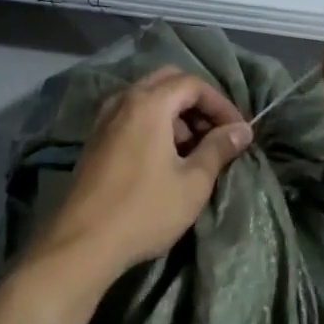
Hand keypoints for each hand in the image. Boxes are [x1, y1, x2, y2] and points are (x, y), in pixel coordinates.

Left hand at [26, 67, 251, 286]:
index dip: (220, 103)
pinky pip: (132, 114)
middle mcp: (124, 99)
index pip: (192, 84)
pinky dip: (154, 123)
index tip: (238, 131)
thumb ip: (218, 149)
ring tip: (194, 150)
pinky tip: (165, 157)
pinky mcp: (96, 138)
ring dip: (175, 114)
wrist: (82, 242)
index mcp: (148, 103)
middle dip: (197, 102)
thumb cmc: (144, 210)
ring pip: (148, 98)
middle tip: (216, 133)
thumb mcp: (192, 183)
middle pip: (168, 82)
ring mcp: (105, 117)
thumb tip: (242, 130)